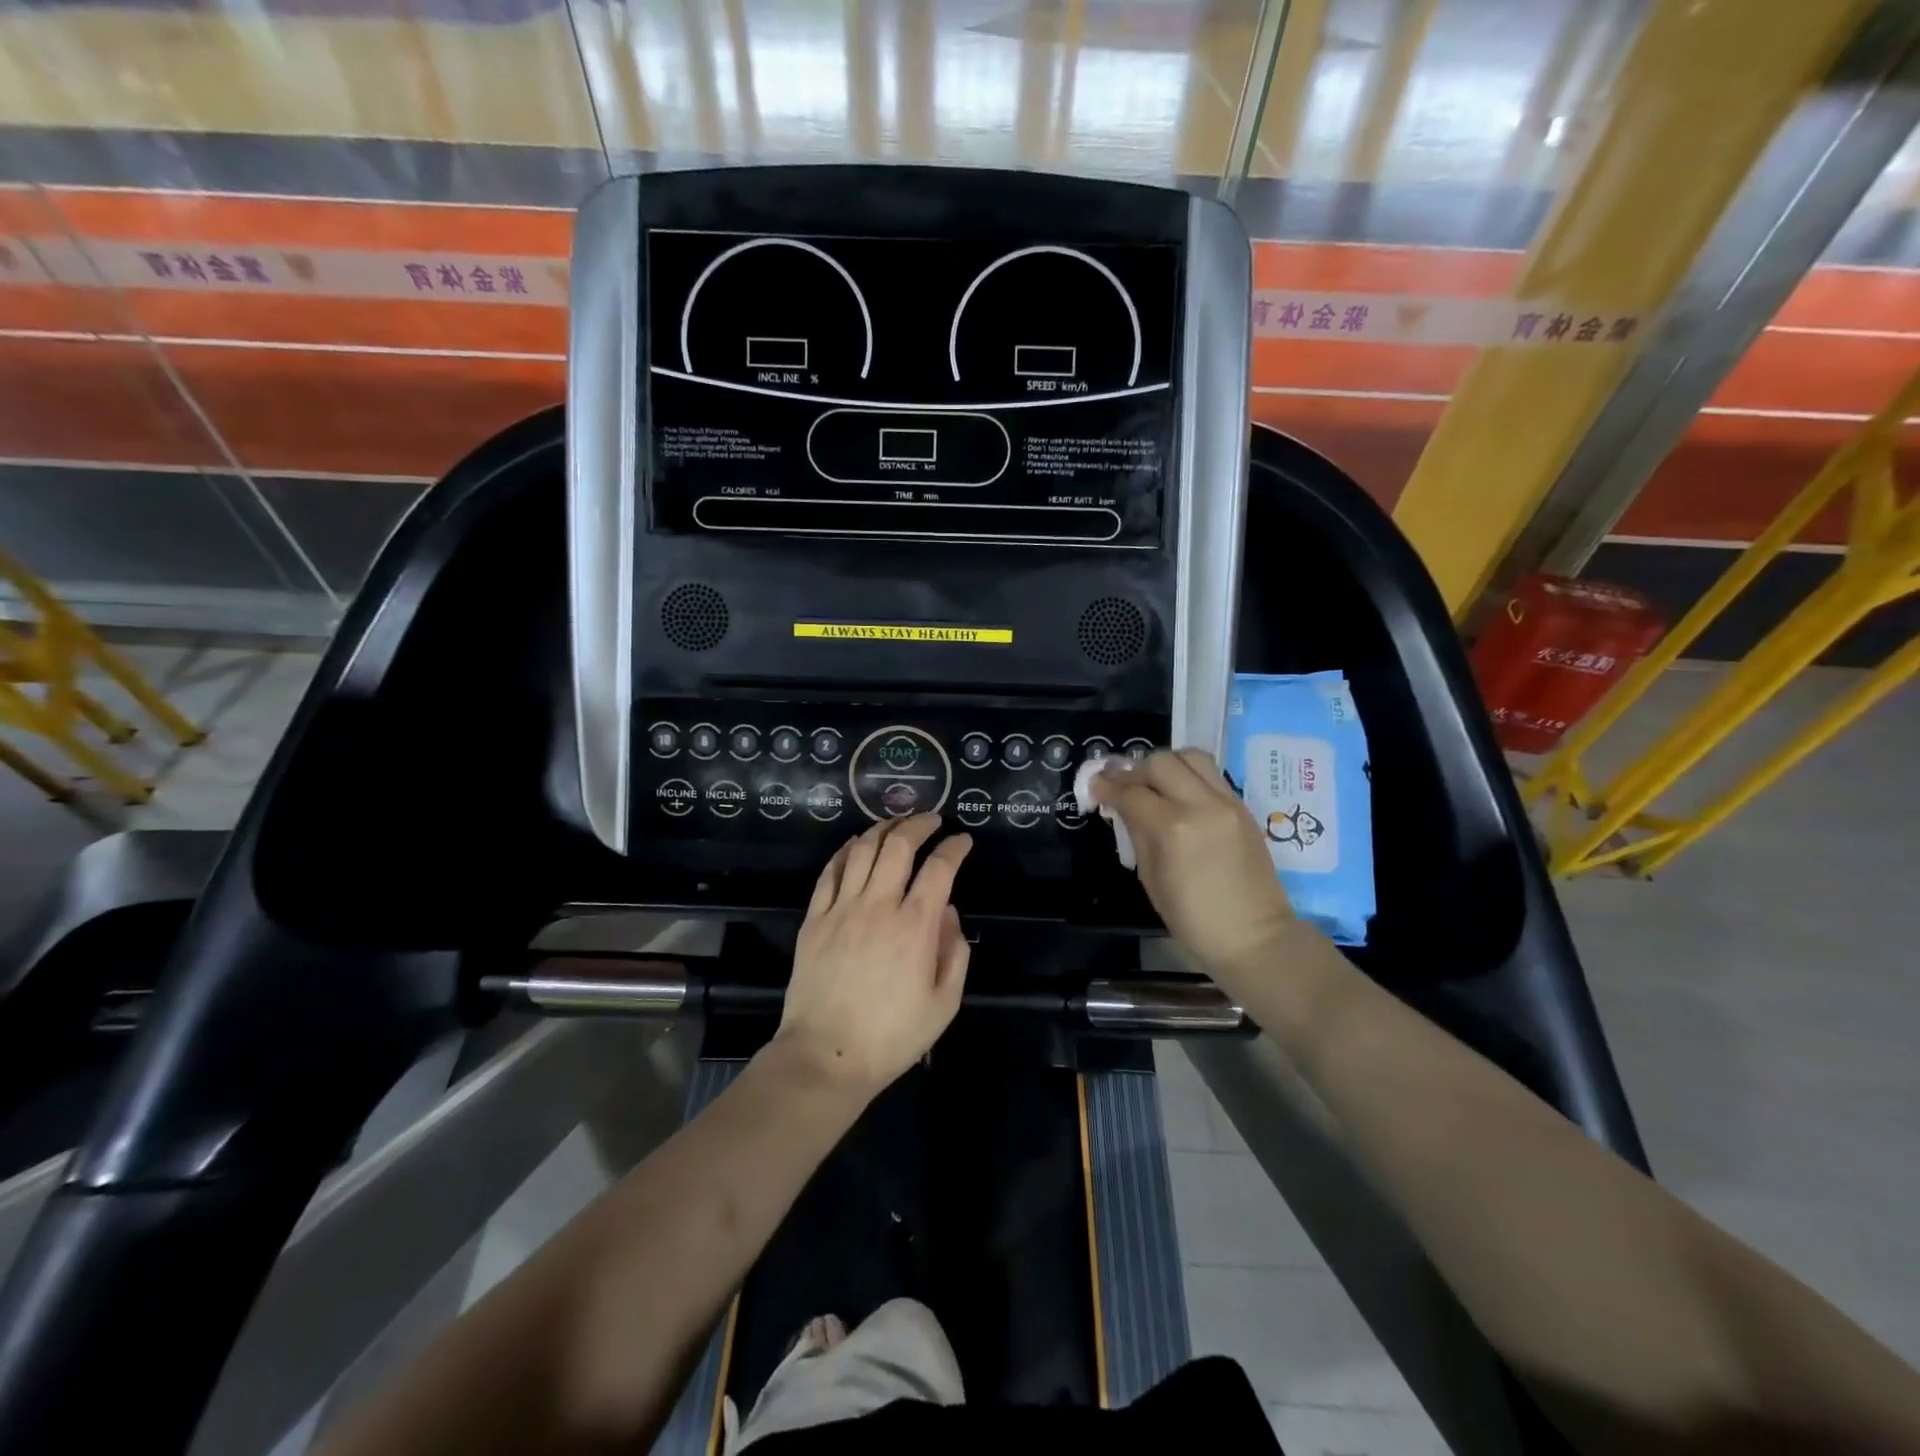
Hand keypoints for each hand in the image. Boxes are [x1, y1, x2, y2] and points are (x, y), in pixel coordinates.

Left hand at [775, 814, 973, 1097]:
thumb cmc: (892, 1036)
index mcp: (915, 926)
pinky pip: (829, 872)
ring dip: (882, 829)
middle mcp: (878, 906)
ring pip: (862, 850)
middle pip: (899, 846)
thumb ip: (954, 951)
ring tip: (896, 824)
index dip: (954, 847)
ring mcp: (841, 909)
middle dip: (919, 824)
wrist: (826, 1056)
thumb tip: (947, 912)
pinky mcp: (814, 919)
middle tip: (931, 820)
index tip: (962, 840)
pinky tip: (855, 845)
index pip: (939, 868)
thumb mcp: (944, 1003)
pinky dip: (845, 851)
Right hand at [1092, 749, 1300, 981]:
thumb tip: (1124, 808)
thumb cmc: (1193, 920)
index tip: (1095, 787)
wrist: (1254, 937)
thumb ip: (1137, 834)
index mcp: (1173, 829)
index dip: (1107, 787)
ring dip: (1166, 765)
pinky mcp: (1242, 807)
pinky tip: (1178, 795)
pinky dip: (1189, 776)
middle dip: (1135, 771)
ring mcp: (1227, 803)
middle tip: (1124, 787)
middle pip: (1161, 763)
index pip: (1132, 793)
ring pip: (1191, 757)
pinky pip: (1211, 775)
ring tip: (1155, 784)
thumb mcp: (1151, 879)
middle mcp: (1201, 805)